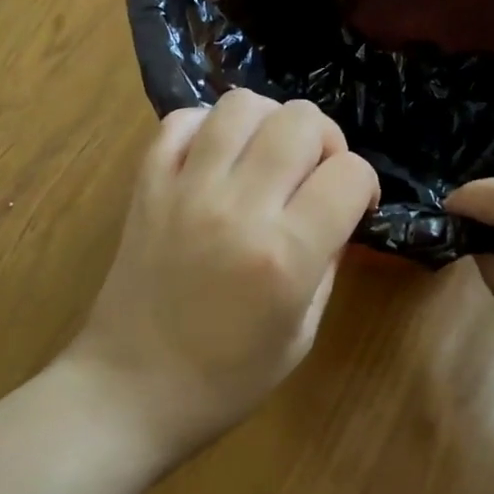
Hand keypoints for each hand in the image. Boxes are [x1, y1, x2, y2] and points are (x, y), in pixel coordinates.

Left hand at [69, 90, 379, 460]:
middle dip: (325, 141)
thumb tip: (337, 210)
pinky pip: (181, 120)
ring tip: (266, 158)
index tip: (353, 206)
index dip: (363, 185)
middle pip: (303, 120)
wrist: (130, 389)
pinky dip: (208, 127)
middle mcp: (238, 207)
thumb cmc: (226, 379)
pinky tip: (216, 159)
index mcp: (286, 254)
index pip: (351, 172)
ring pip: (242, 105)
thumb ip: (327, 260)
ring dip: (270, 123)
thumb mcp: (302, 332)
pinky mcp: (146, 184)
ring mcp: (185, 189)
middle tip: (313, 176)